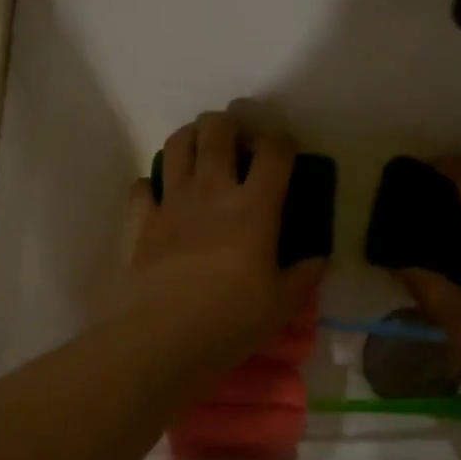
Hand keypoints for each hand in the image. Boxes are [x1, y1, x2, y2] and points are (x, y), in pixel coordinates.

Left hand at [122, 110, 324, 372]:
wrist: (166, 335)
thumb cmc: (232, 318)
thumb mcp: (282, 304)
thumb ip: (303, 277)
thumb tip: (318, 260)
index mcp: (255, 206)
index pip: (274, 151)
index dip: (281, 140)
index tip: (283, 150)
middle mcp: (212, 191)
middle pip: (218, 130)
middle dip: (230, 124)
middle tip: (237, 141)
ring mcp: (172, 202)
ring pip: (177, 145)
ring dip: (190, 138)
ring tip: (200, 151)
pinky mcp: (142, 222)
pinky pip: (142, 187)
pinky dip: (151, 185)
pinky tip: (160, 197)